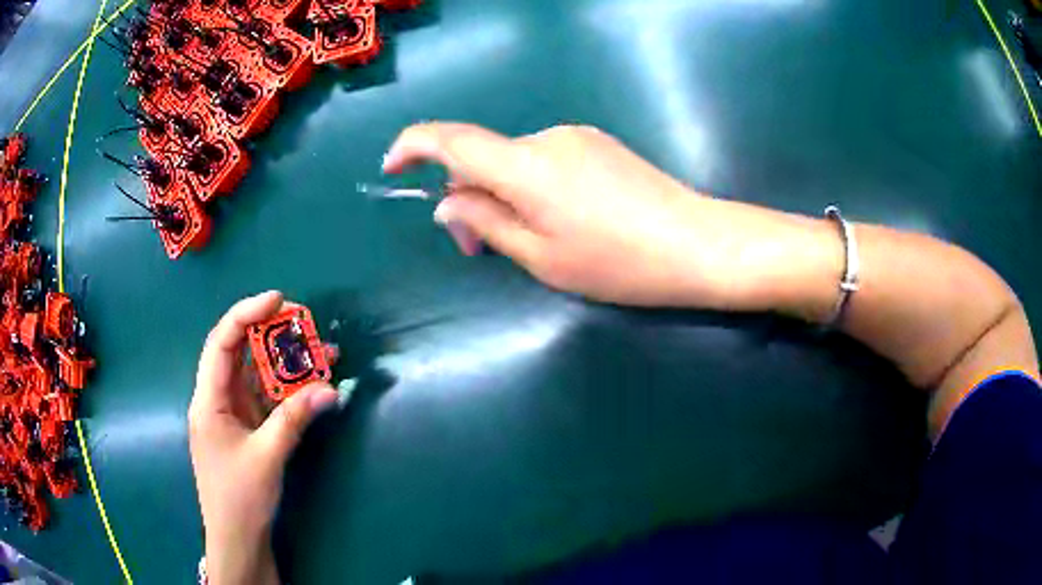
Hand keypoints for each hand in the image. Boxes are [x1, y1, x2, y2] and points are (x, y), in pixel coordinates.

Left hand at [189, 291, 339, 584]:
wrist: (238, 539)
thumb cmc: (240, 497)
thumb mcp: (267, 457)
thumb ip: (294, 419)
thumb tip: (330, 389)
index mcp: (208, 399)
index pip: (222, 342)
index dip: (246, 314)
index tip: (279, 300)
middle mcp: (217, 399)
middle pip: (239, 352)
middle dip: (270, 333)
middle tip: (305, 323)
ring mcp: (232, 414)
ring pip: (255, 375)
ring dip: (283, 362)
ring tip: (318, 350)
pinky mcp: (247, 428)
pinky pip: (266, 398)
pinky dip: (287, 389)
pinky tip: (311, 385)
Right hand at [383, 123, 747, 307]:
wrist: (697, 243)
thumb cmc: (618, 262)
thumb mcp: (541, 256)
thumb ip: (486, 223)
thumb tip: (446, 203)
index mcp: (525, 165)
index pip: (451, 139)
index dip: (413, 146)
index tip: (392, 167)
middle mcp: (545, 137)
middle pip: (484, 157)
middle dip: (469, 198)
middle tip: (481, 250)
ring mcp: (576, 137)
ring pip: (515, 162)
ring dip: (504, 195)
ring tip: (529, 240)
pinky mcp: (597, 144)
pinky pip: (545, 160)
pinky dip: (532, 187)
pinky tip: (561, 219)